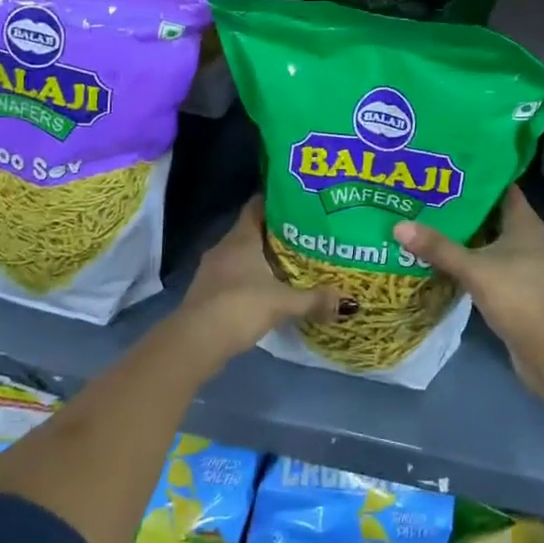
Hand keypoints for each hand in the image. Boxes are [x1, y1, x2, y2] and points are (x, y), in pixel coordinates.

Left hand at [177, 196, 343, 365]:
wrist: (195, 341)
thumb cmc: (239, 306)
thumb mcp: (282, 302)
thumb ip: (314, 299)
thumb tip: (348, 302)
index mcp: (241, 237)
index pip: (257, 206)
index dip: (275, 201)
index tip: (298, 202)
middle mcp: (224, 247)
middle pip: (251, 230)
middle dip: (275, 232)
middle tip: (305, 234)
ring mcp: (213, 270)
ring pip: (242, 254)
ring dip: (262, 257)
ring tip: (291, 262)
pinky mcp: (209, 292)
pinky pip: (234, 275)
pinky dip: (251, 278)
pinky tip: (268, 289)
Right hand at [395, 186, 543, 377]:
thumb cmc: (519, 298)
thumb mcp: (475, 269)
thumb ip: (438, 248)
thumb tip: (398, 225)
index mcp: (523, 222)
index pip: (500, 186)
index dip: (476, 174)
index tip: (444, 166)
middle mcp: (524, 237)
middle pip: (488, 211)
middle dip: (460, 203)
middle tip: (424, 191)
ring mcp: (519, 262)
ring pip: (485, 237)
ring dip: (460, 231)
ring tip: (424, 217)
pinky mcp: (511, 285)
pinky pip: (483, 260)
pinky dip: (464, 255)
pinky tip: (437, 254)